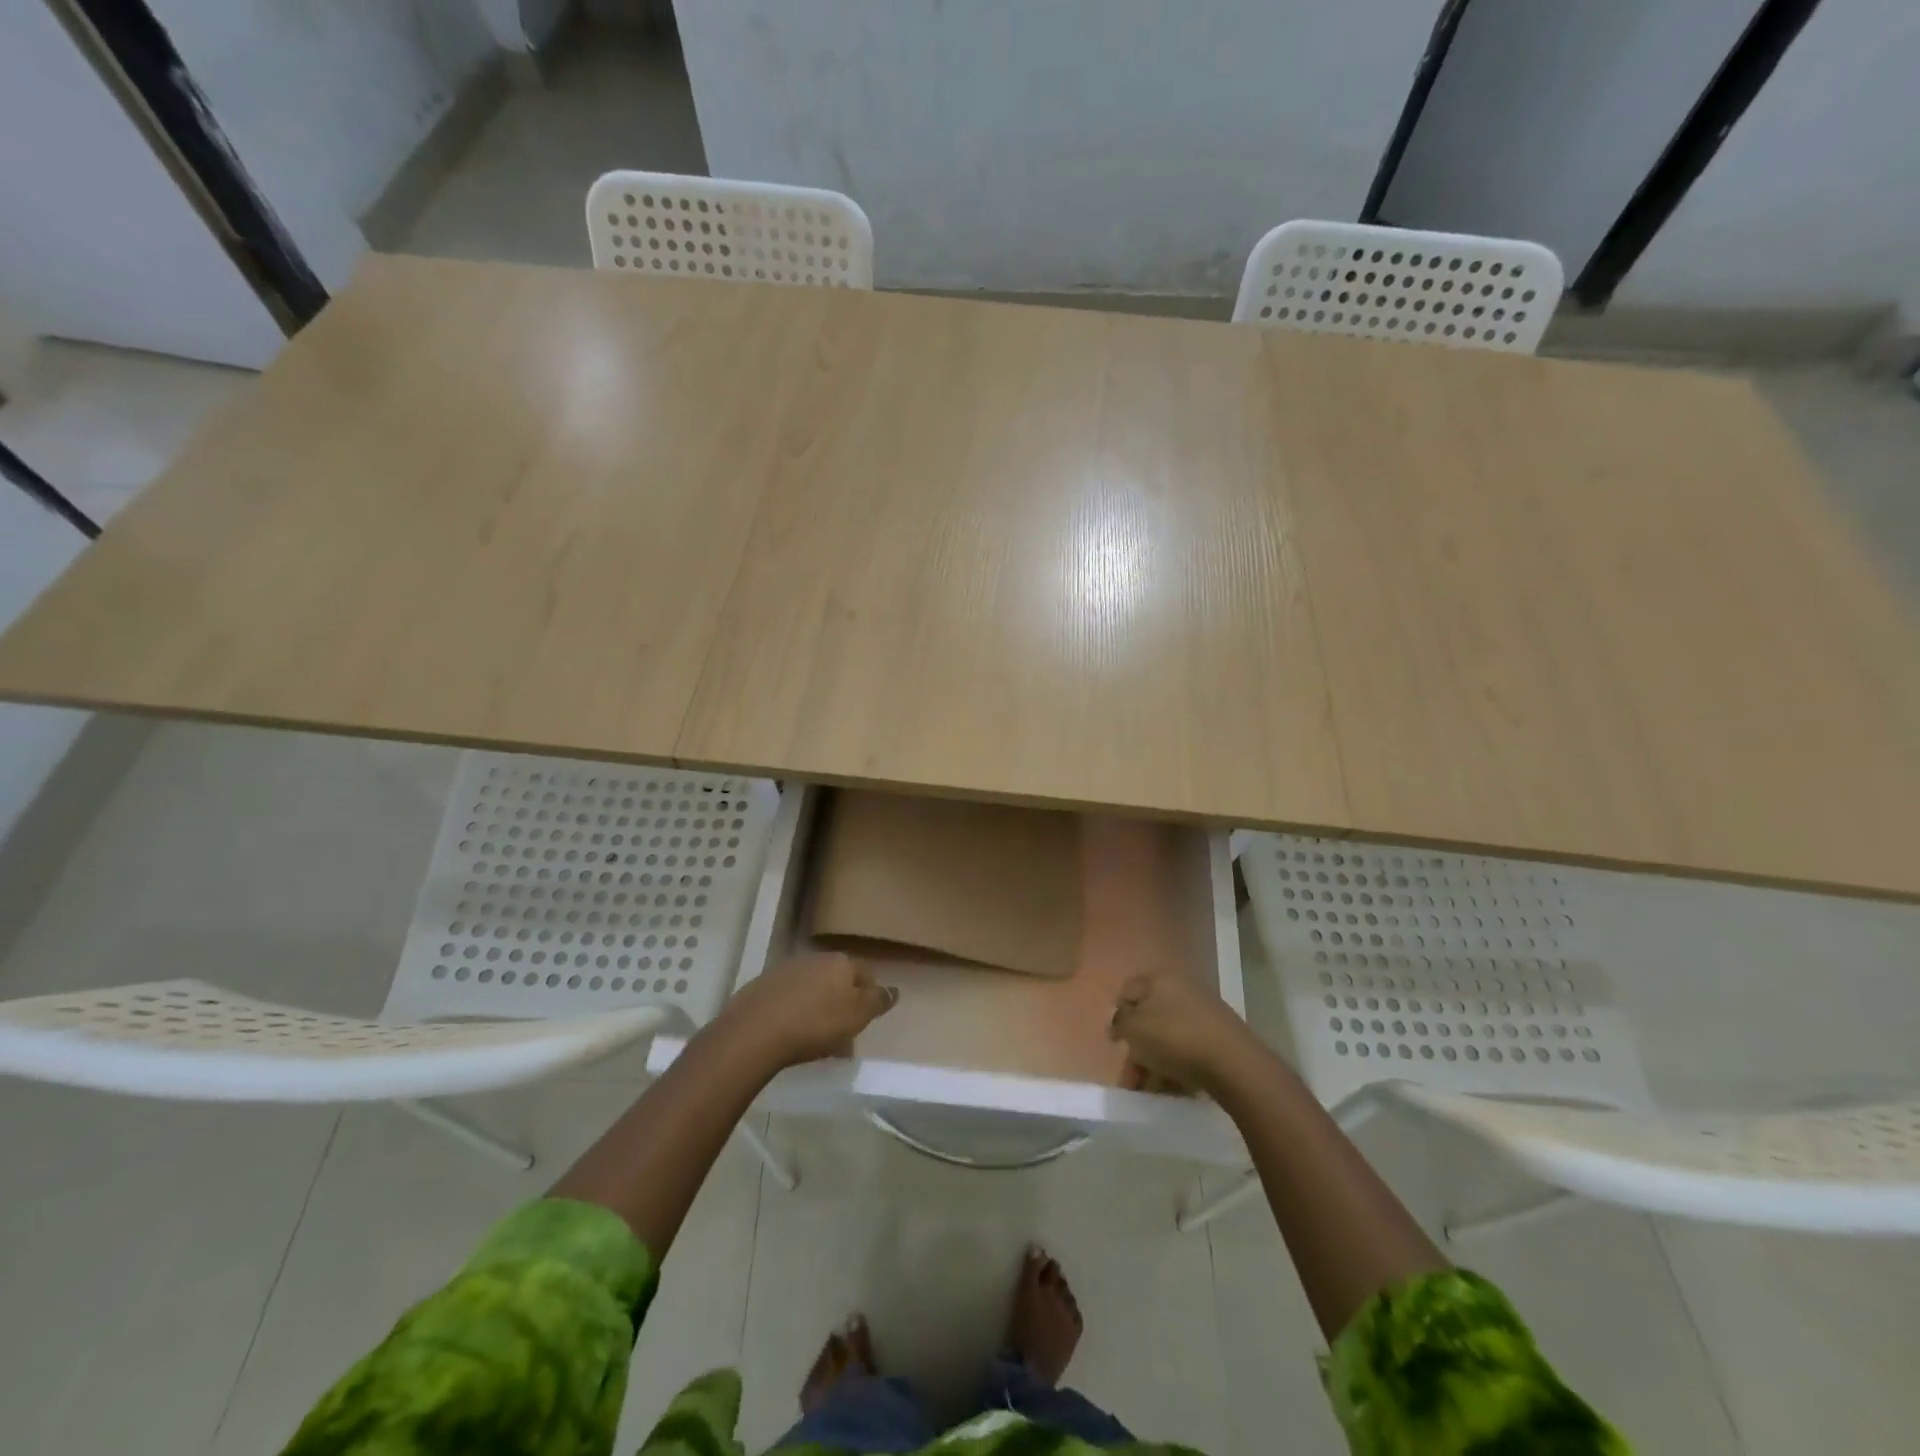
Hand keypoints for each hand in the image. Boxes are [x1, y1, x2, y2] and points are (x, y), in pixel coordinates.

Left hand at [716, 952, 897, 1068]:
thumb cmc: (815, 1023)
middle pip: (837, 978)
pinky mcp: (762, 986)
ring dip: (819, 1006)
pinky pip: (789, 998)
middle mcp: (815, 959)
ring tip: (818, 1035)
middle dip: (843, 1000)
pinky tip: (792, 1032)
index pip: (865, 972)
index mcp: (841, 962)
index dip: (871, 992)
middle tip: (845, 1028)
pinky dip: (796, 1011)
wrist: (754, 1031)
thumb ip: (877, 1001)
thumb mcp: (856, 1016)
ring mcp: (786, 970)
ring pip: (813, 987)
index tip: (870, 1014)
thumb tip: (894, 989)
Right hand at [1108, 973, 1257, 1093]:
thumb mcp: (1134, 1028)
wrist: (1233, 1062)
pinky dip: (1176, 1066)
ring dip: (1154, 1062)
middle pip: (1149, 1017)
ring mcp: (1202, 1012)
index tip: (1116, 1042)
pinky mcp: (1218, 1036)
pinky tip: (1172, 1088)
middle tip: (1130, 1077)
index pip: (1128, 991)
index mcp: (1159, 979)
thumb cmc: (1175, 1037)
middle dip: (1136, 1048)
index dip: (1118, 1015)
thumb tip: (1118, 1023)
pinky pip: (1188, 1048)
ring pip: (1168, 1036)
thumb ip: (1119, 1023)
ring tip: (1149, 1090)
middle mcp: (1181, 989)